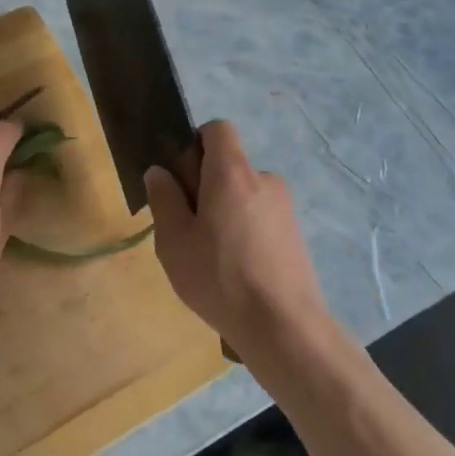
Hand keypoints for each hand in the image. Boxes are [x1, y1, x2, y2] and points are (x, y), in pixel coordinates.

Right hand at [144, 120, 332, 357]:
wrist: (284, 326)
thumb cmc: (220, 277)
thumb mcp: (174, 240)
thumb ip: (164, 198)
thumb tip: (159, 172)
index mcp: (232, 172)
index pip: (217, 129)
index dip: (194, 144)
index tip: (181, 180)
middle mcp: (264, 179)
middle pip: (228, 164)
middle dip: (204, 186)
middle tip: (186, 229)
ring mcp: (284, 207)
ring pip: (242, 195)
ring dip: (223, 212)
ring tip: (209, 257)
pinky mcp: (295, 233)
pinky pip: (259, 217)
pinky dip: (243, 232)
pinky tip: (234, 271)